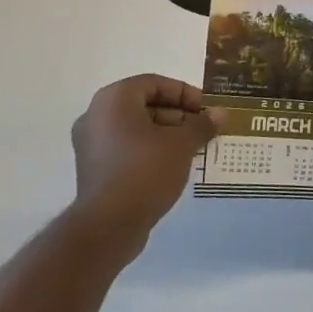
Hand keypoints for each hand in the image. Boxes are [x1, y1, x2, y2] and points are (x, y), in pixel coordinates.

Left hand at [68, 75, 218, 254]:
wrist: (107, 227)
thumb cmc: (145, 171)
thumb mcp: (181, 144)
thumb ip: (201, 125)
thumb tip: (221, 113)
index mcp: (114, 99)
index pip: (155, 84)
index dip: (185, 94)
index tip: (206, 110)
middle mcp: (96, 115)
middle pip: (145, 105)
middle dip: (178, 116)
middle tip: (203, 130)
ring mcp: (91, 144)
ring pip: (136, 128)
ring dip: (166, 135)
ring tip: (193, 149)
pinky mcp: (93, 169)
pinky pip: (126, 148)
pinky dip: (149, 151)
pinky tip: (173, 166)